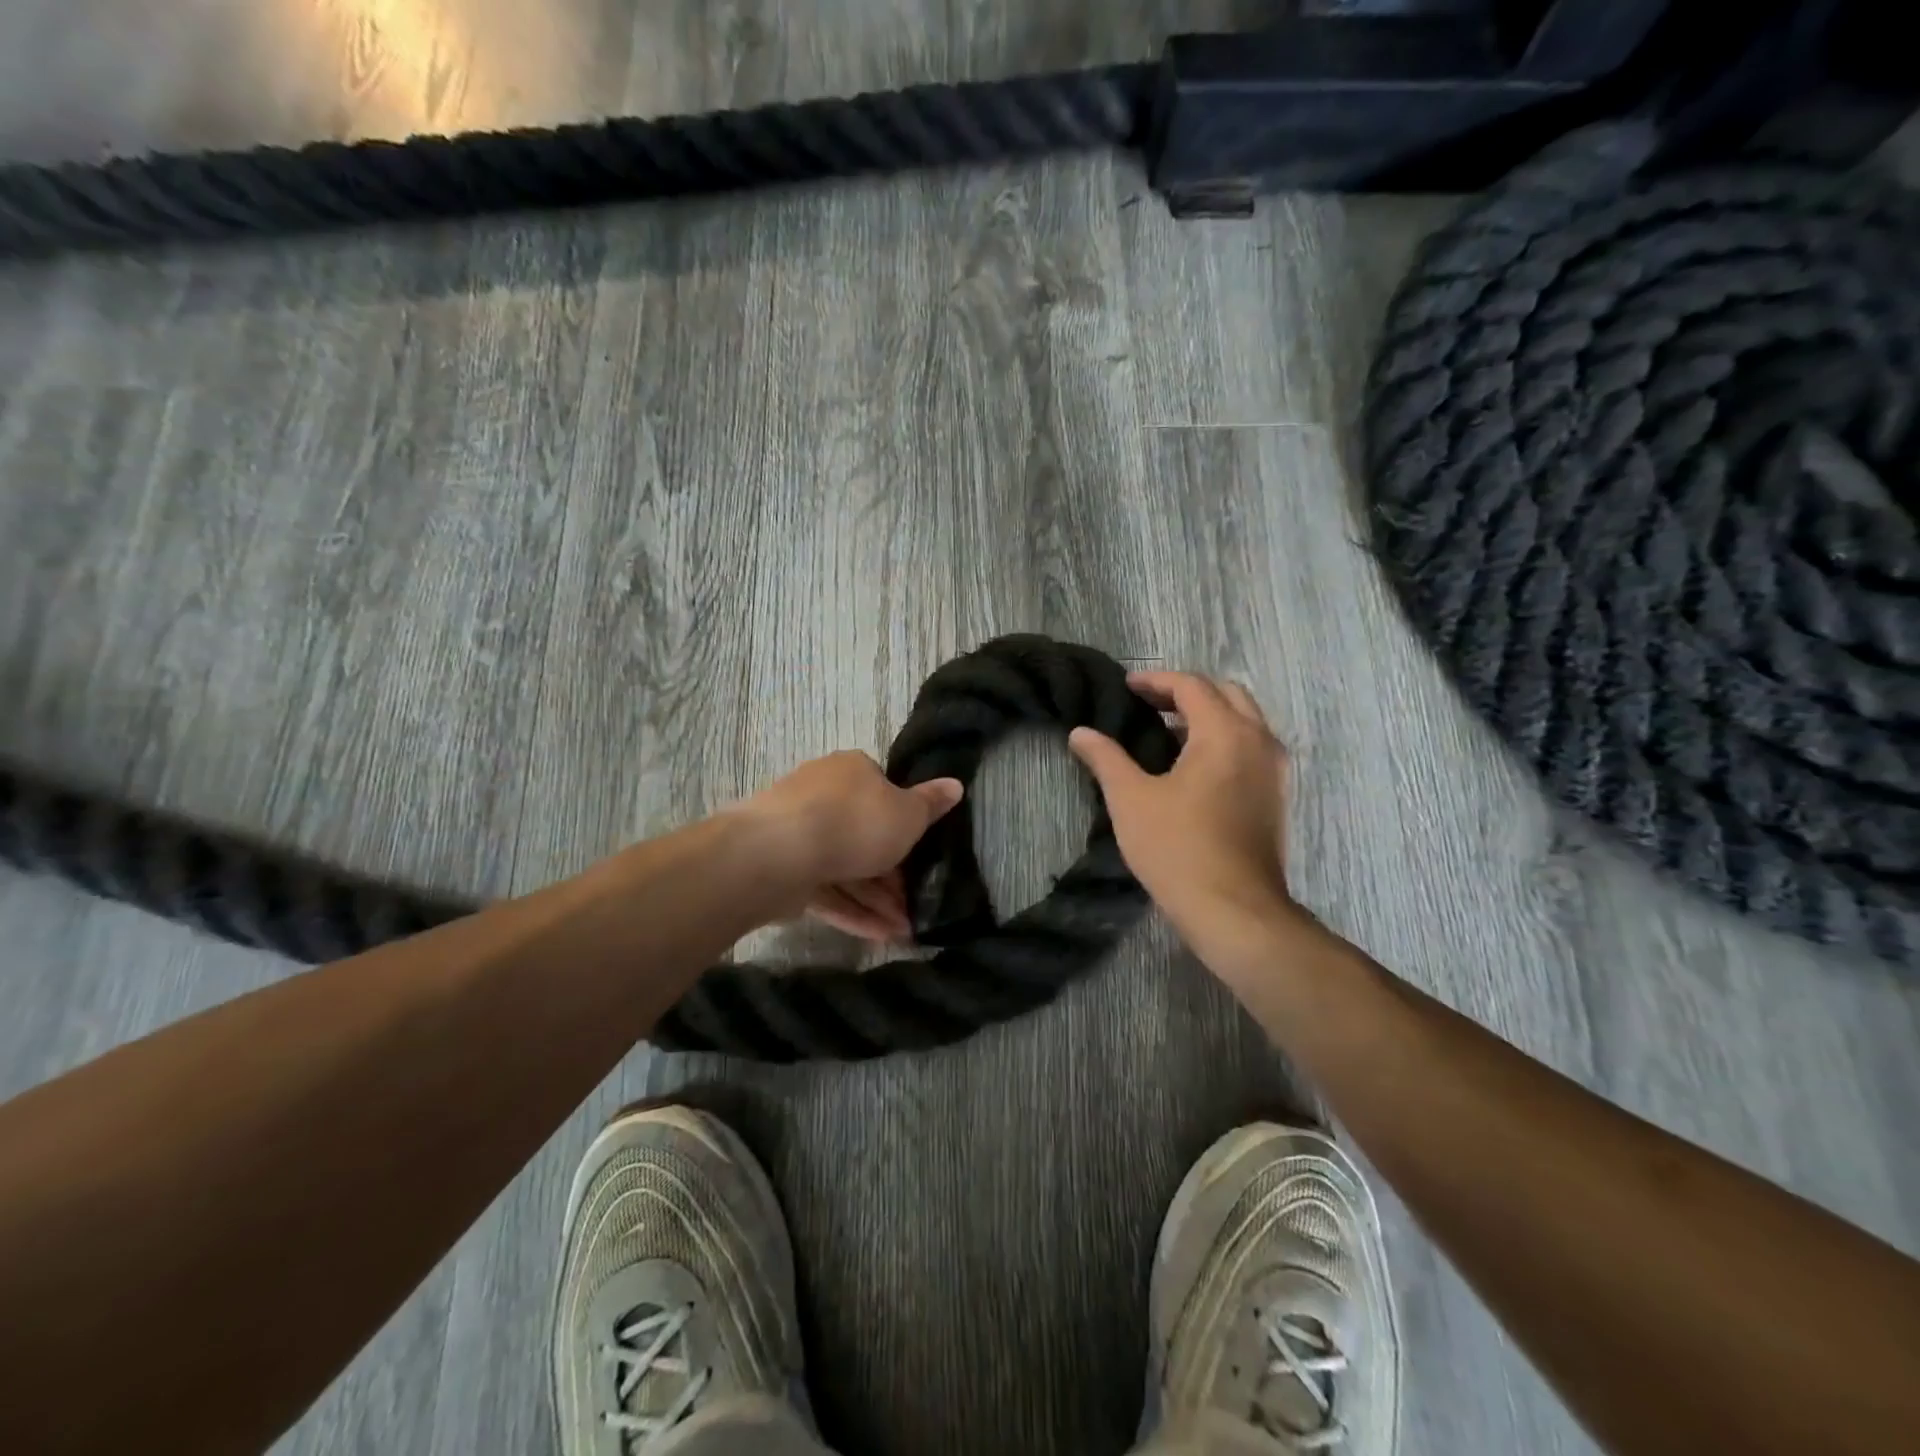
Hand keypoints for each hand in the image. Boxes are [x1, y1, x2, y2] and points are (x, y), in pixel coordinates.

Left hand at [729, 750, 963, 942]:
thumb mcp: (908, 814)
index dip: (905, 825)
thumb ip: (931, 804)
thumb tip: (957, 785)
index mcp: (853, 773)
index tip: (923, 855)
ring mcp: (801, 834)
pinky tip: (881, 937)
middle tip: (915, 903)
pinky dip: (852, 912)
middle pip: (865, 834)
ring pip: (847, 867)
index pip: (884, 792)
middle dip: (892, 873)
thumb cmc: (855, 822)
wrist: (780, 852)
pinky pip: (827, 890)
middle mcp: (824, 796)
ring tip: (905, 930)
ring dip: (877, 900)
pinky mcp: (787, 870)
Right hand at [1068, 671, 1306, 951]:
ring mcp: (1275, 770)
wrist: (1234, 911)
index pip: (1192, 686)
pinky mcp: (1277, 796)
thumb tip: (1080, 732)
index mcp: (1225, 733)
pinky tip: (1193, 766)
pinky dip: (1224, 739)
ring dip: (1208, 715)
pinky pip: (1252, 747)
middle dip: (1186, 692)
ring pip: (1245, 720)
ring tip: (1167, 732)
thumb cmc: (1178, 849)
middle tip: (1148, 705)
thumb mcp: (1131, 799)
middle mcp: (1259, 741)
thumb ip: (1105, 758)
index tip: (1126, 688)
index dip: (1156, 681)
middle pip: (1226, 694)